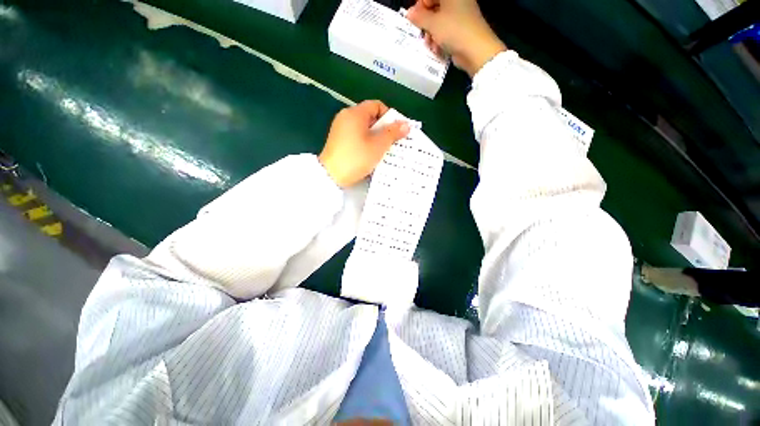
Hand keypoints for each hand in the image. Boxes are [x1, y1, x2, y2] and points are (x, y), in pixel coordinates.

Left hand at [319, 100, 409, 187]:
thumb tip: (406, 124)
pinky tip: (371, 154)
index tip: (396, 130)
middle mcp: (345, 117)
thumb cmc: (357, 158)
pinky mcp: (337, 141)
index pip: (376, 105)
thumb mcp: (378, 146)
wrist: (331, 176)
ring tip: (384, 150)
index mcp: (355, 113)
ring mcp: (340, 129)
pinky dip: (365, 142)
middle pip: (370, 117)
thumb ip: (392, 133)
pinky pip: (356, 137)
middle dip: (383, 128)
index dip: (389, 115)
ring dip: (375, 137)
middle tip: (393, 141)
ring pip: (363, 128)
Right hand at [408, 0, 506, 76]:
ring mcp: (460, 16)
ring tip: (430, 43)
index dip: (421, 6)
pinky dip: (439, 40)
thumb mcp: (433, 23)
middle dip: (425, 22)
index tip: (415, 18)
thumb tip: (409, 13)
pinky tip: (437, 49)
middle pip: (434, 8)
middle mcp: (457, 2)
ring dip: (431, 34)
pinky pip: (445, 31)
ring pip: (438, 21)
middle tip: (421, 32)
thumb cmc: (454, 30)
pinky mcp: (461, 30)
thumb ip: (419, 17)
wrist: (475, 50)